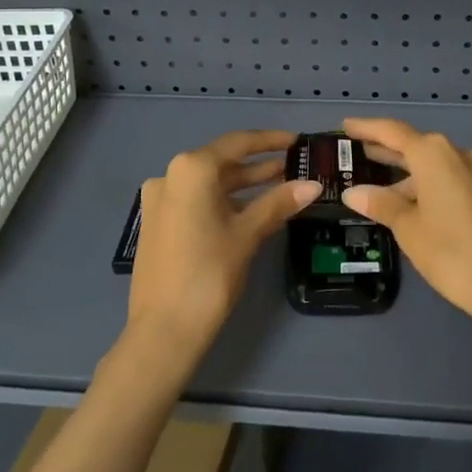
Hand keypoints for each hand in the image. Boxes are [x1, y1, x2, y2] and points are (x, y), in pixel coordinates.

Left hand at [126, 130, 320, 365]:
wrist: (164, 330)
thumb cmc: (209, 273)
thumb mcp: (248, 234)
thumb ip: (279, 203)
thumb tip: (313, 185)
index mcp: (191, 169)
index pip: (238, 143)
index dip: (270, 141)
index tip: (297, 142)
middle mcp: (170, 175)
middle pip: (223, 162)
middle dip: (259, 166)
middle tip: (295, 167)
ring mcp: (161, 200)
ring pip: (210, 184)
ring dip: (244, 185)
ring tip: (282, 186)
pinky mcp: (158, 223)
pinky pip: (198, 201)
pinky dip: (225, 202)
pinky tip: (252, 210)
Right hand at [341, 118, 471, 326]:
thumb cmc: (452, 252)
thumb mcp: (408, 228)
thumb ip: (380, 204)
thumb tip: (353, 192)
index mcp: (433, 154)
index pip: (392, 131)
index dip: (366, 127)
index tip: (345, 126)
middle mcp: (456, 154)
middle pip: (413, 144)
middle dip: (384, 148)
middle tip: (355, 152)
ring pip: (431, 164)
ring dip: (404, 171)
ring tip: (374, 181)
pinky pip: (446, 178)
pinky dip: (423, 183)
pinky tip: (407, 201)